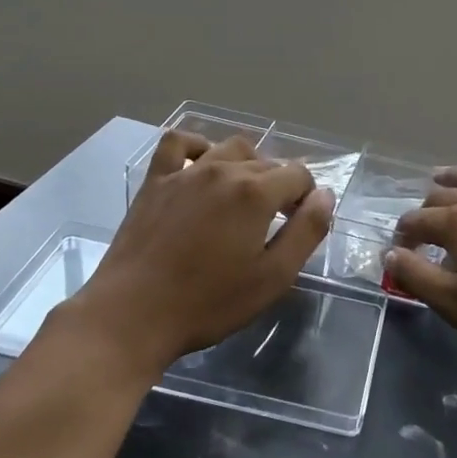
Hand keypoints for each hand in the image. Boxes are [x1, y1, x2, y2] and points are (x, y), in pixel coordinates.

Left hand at [69, 132, 334, 375]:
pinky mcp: (156, 181)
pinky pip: (179, 143)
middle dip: (280, 186)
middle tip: (274, 223)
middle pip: (267, 162)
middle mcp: (224, 170)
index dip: (307, 198)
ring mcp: (186, 172)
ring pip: (230, 148)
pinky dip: (198, 146)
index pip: (299, 175)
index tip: (298, 226)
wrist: (132, 314)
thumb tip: (324, 195)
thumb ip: (306, 232)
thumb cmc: (208, 303)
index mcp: (256, 193)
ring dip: (247, 165)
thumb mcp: (272, 278)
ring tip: (244, 196)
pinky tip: (203, 165)